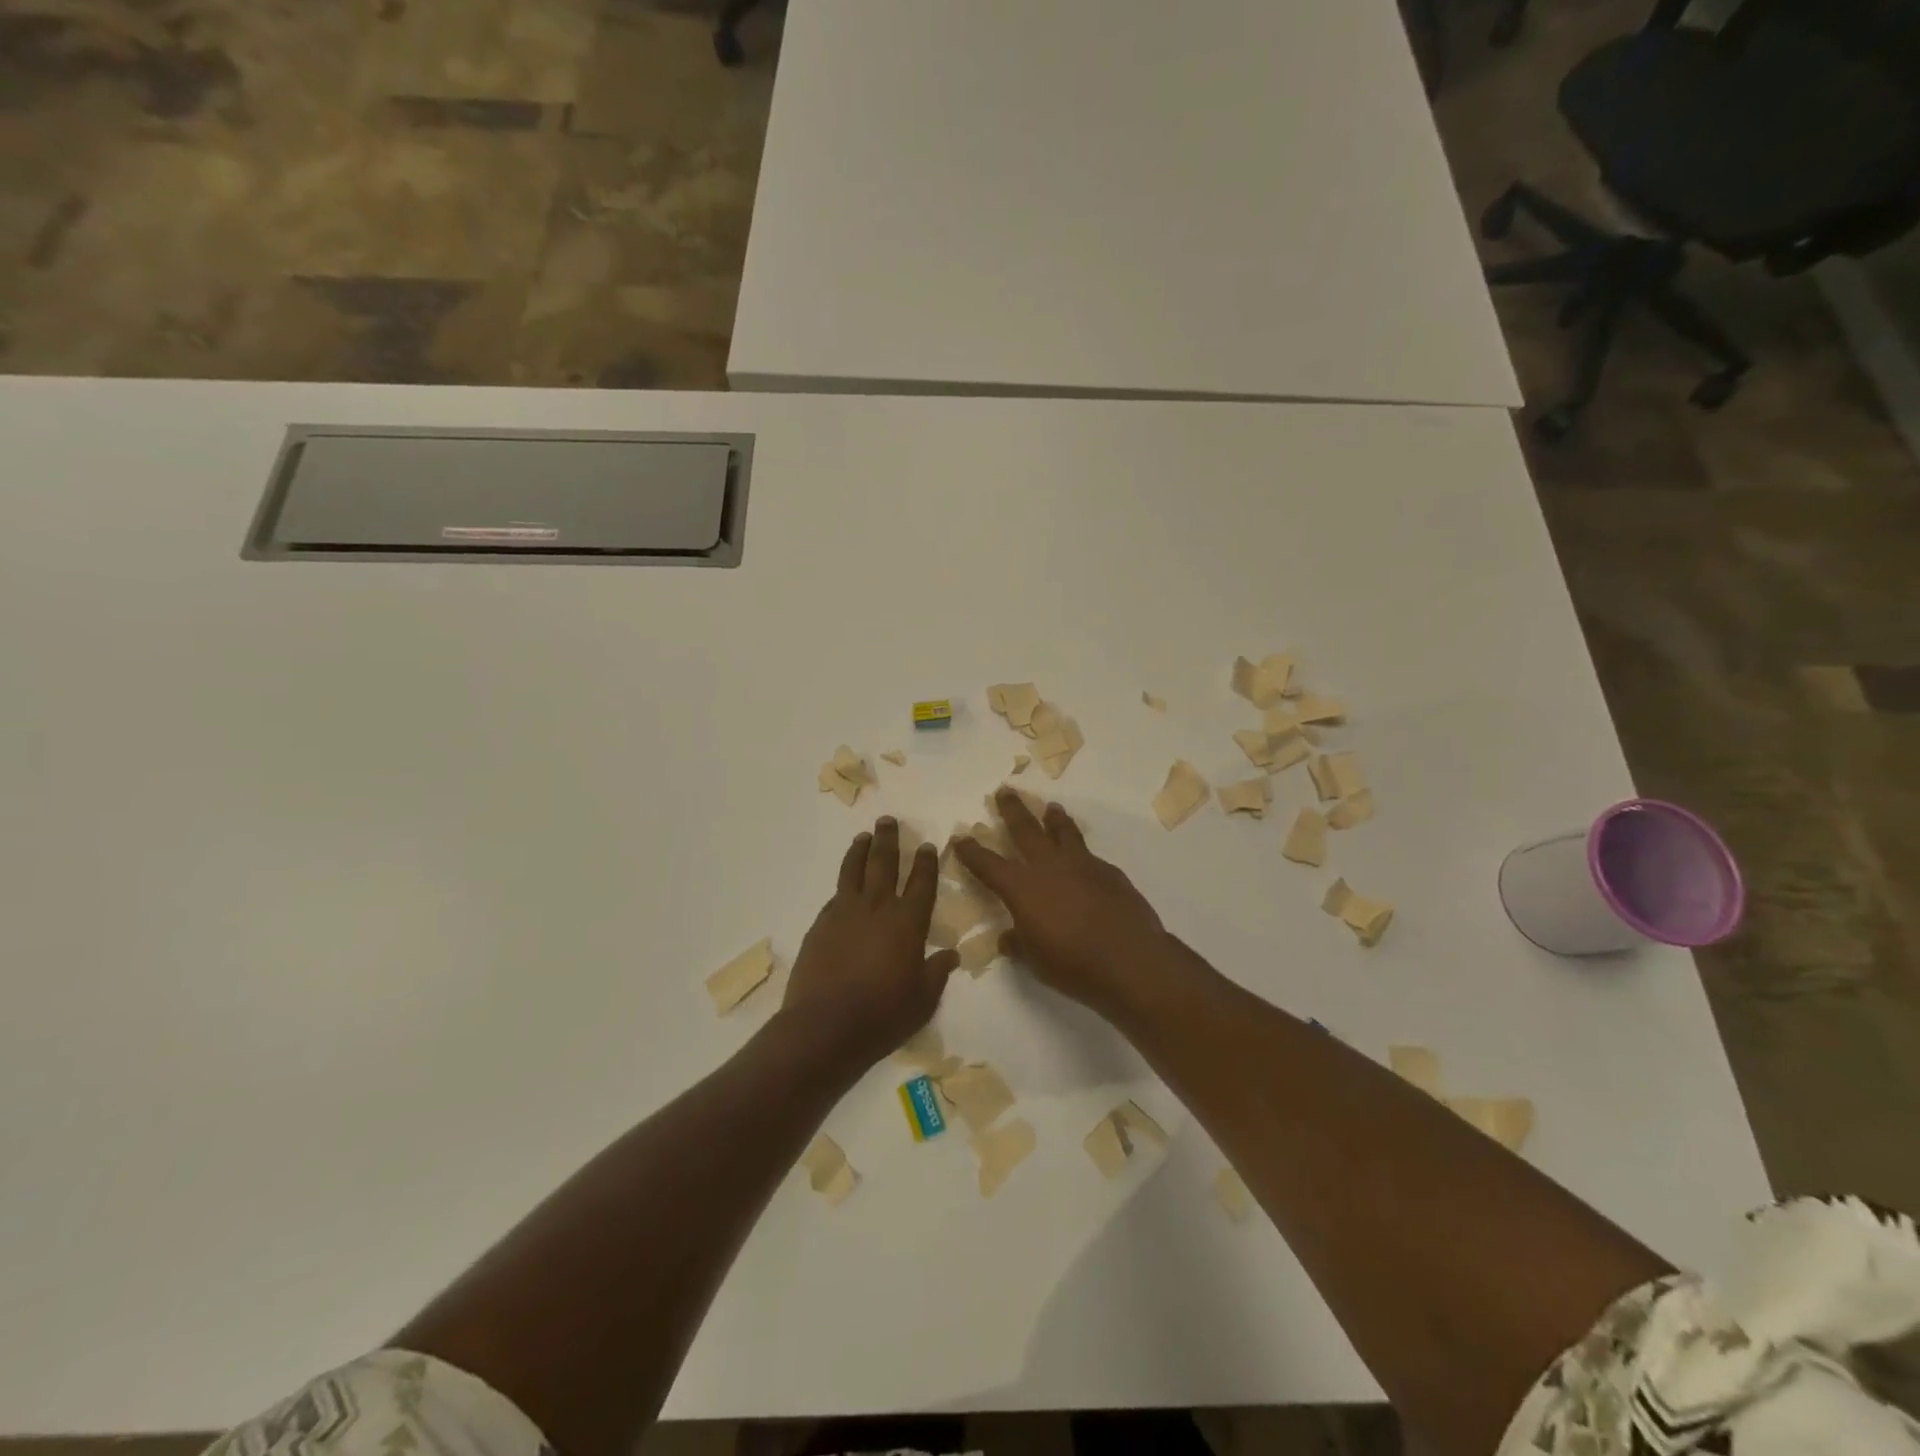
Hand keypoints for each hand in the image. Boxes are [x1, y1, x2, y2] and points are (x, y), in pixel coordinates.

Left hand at [783, 818, 959, 1067]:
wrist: (825, 1026)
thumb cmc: (883, 1014)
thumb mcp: (923, 999)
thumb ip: (937, 972)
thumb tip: (951, 954)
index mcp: (908, 922)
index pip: (921, 882)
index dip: (926, 862)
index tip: (927, 844)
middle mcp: (877, 907)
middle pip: (884, 863)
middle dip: (888, 839)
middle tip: (888, 820)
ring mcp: (845, 913)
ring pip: (853, 870)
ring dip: (860, 850)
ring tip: (864, 836)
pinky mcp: (820, 924)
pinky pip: (835, 895)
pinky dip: (842, 884)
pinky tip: (843, 885)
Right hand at [952, 790, 1172, 1017]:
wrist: (1129, 959)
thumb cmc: (1072, 964)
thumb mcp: (1035, 960)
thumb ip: (1018, 944)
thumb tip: (1007, 939)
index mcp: (1022, 888)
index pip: (988, 864)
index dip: (972, 851)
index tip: (961, 838)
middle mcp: (1049, 867)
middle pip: (1025, 829)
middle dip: (1012, 810)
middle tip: (1005, 791)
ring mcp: (1082, 865)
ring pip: (1063, 832)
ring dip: (1054, 818)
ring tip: (1051, 808)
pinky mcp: (1109, 872)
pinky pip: (1089, 855)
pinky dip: (1081, 852)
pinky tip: (1084, 860)